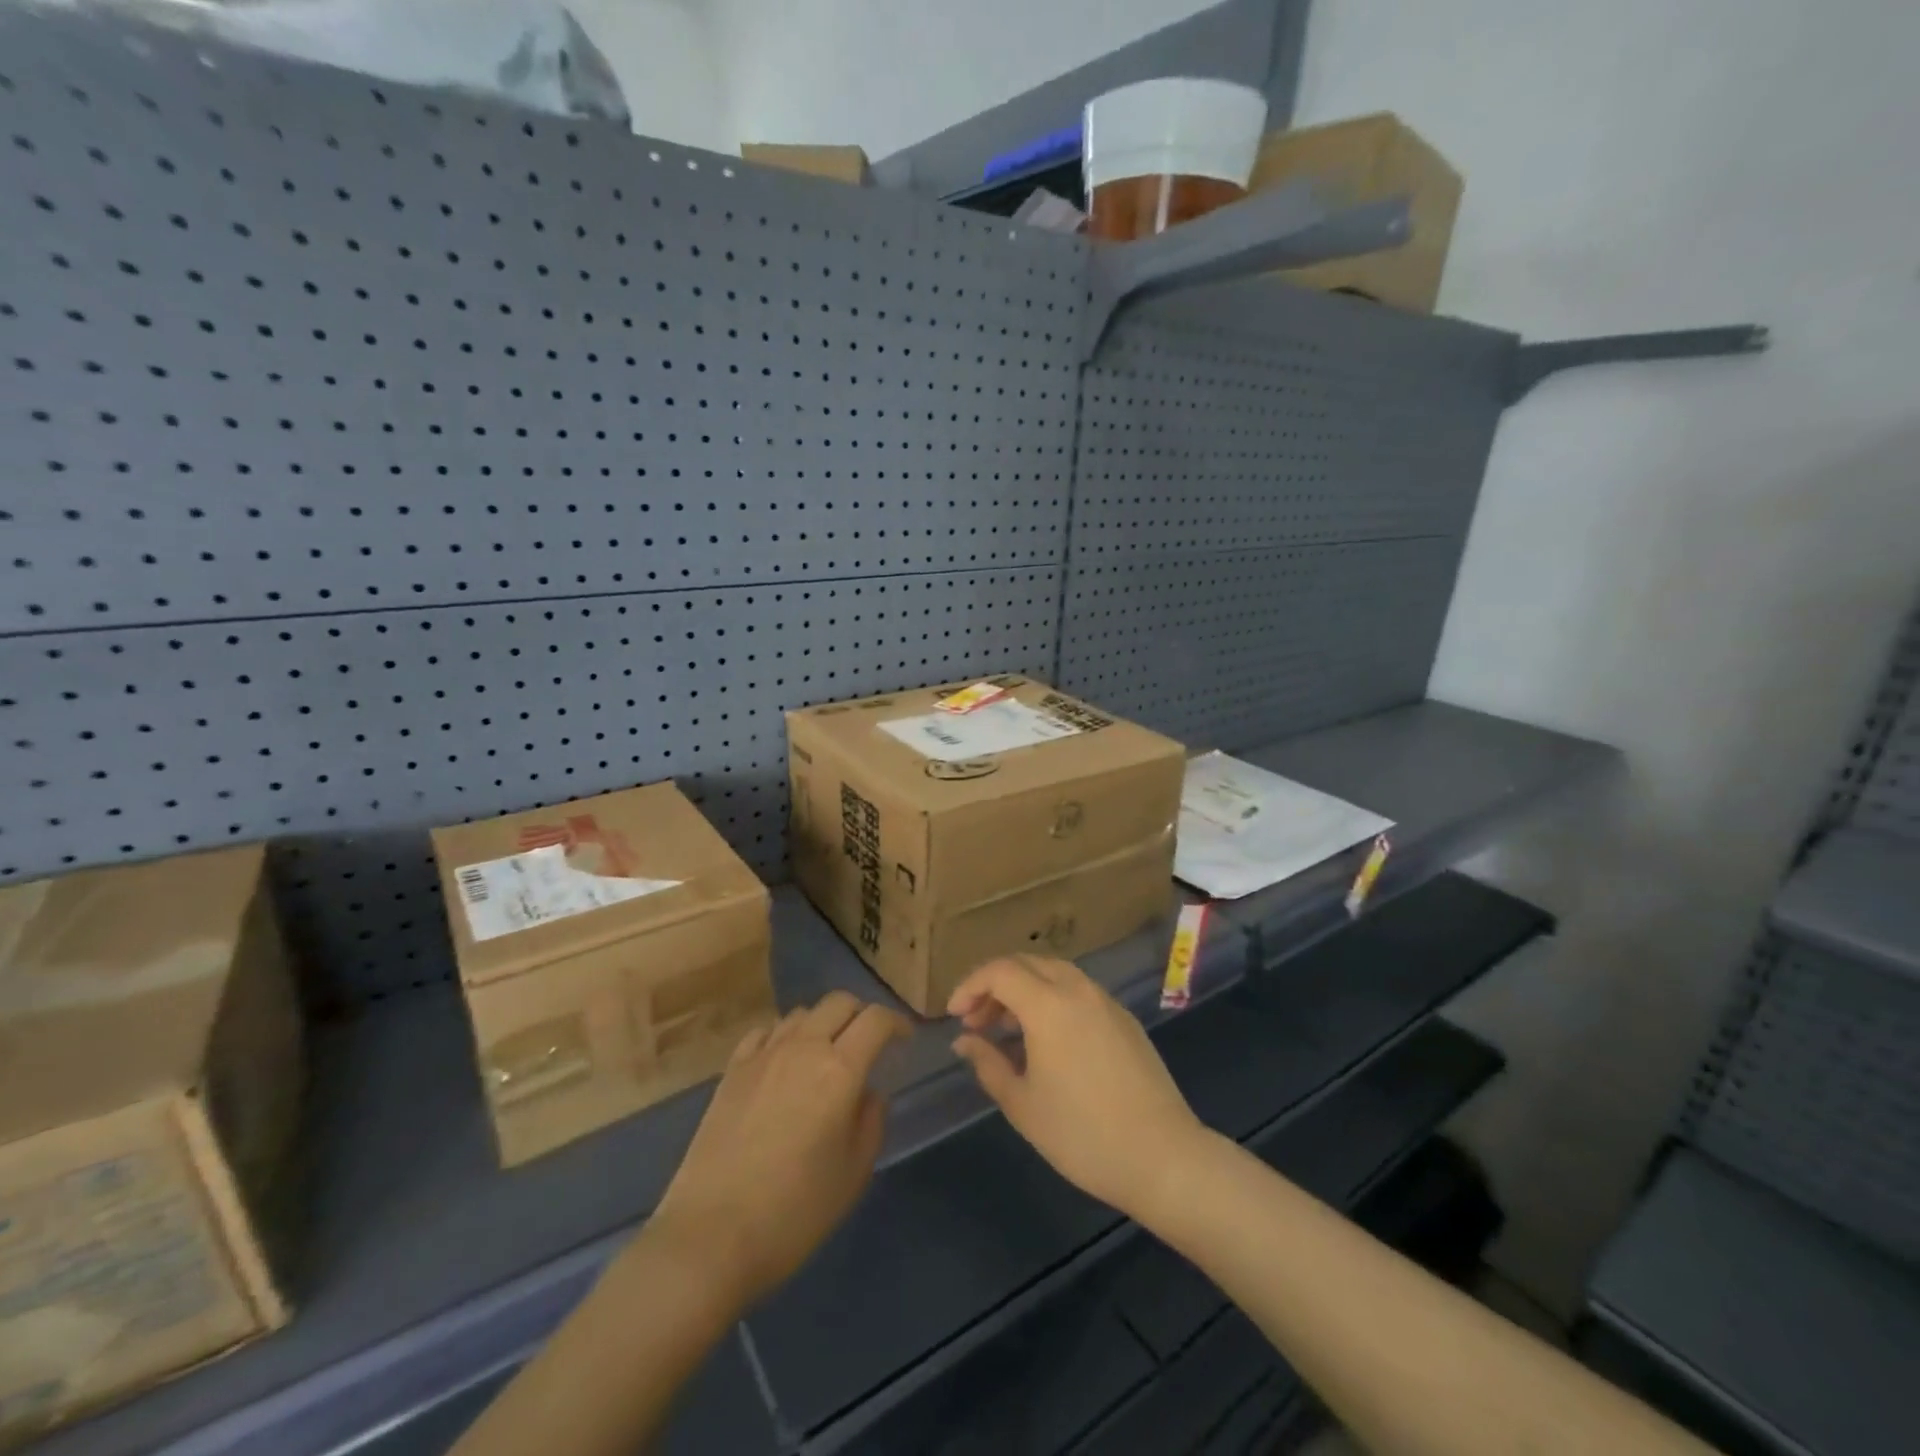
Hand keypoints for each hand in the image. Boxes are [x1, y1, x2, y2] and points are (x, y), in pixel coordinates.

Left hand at [650, 992, 907, 1307]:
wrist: (710, 1236)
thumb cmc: (794, 1212)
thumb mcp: (854, 1172)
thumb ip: (871, 1120)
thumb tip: (868, 1093)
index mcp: (840, 1069)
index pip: (876, 1020)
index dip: (896, 1023)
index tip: (905, 1040)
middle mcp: (803, 1048)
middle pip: (839, 1002)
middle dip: (861, 1014)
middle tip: (868, 1043)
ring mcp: (762, 1055)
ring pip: (802, 1013)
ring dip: (822, 1024)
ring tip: (825, 1054)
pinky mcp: (732, 1070)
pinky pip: (765, 1032)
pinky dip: (783, 1036)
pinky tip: (783, 1062)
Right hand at [948, 955, 1204, 1219]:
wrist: (1163, 1157)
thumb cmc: (1082, 1134)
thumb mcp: (1023, 1104)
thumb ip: (988, 1064)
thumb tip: (964, 1041)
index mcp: (1049, 1004)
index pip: (1000, 971)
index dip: (970, 986)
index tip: (954, 1015)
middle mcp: (1078, 990)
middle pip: (1027, 963)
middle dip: (995, 985)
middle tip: (976, 1022)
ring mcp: (1106, 1002)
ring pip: (1055, 974)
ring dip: (1024, 991)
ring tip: (1006, 1031)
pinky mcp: (1125, 1020)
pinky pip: (1078, 993)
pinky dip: (1052, 1001)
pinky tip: (1046, 1041)